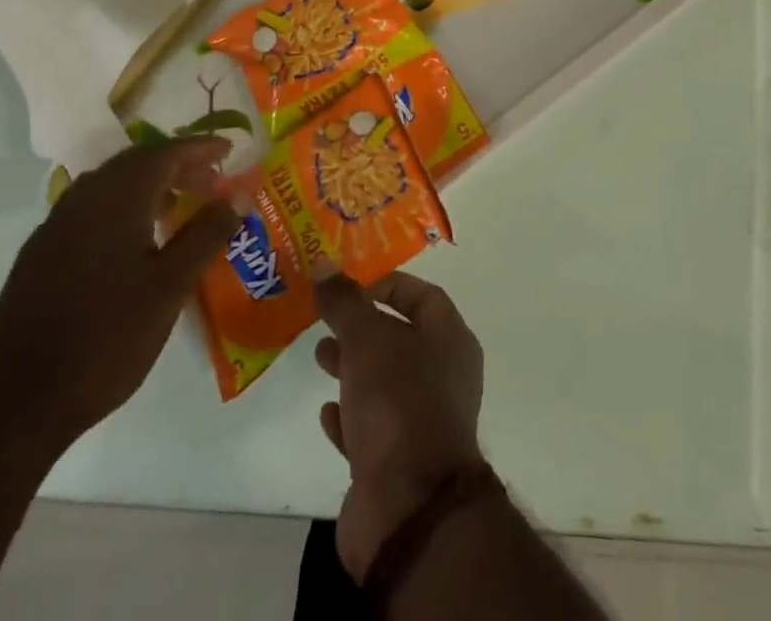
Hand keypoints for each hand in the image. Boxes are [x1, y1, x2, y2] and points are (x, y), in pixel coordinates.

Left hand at [0, 137, 240, 460]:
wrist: (9, 410)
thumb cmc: (104, 340)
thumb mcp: (170, 287)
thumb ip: (207, 234)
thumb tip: (239, 194)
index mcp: (115, 199)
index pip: (165, 153)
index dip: (200, 148)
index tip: (230, 151)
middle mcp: (82, 201)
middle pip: (136, 163)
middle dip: (177, 164)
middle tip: (211, 181)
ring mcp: (54, 229)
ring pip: (110, 187)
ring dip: (149, 186)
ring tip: (180, 207)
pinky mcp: (38, 259)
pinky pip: (91, 212)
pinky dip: (123, 209)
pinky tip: (136, 243)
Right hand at [314, 271, 485, 578]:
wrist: (409, 506)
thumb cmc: (398, 402)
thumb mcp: (368, 339)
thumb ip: (345, 302)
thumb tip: (325, 265)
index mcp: (451, 340)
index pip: (423, 296)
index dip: (388, 284)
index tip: (350, 286)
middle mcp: (444, 376)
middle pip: (401, 338)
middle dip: (363, 328)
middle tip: (326, 320)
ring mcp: (424, 422)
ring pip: (385, 382)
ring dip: (353, 369)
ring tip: (319, 358)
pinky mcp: (399, 464)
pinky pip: (373, 429)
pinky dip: (351, 417)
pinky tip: (327, 412)